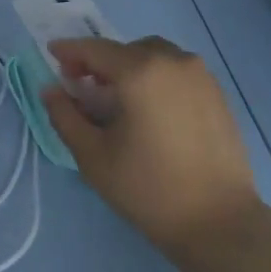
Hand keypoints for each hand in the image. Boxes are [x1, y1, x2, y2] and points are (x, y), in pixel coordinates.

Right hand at [42, 36, 263, 258]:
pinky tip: (149, 108)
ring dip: (129, 66)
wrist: (220, 222)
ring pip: (153, 55)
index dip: (70, 51)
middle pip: (124, 49)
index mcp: (140, 71)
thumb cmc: (149, 189)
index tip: (52, 54)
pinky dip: (155, 76)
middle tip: (83, 85)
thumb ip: (65, 116)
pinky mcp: (216, 92)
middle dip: (99, 62)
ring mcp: (199, 75)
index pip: (95, 49)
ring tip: (117, 97)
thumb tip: (50, 89)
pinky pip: (176, 70)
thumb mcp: (94, 156)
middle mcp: (172, 61)